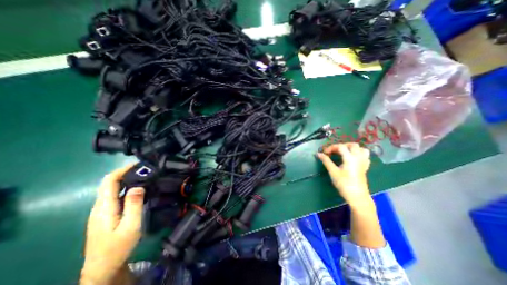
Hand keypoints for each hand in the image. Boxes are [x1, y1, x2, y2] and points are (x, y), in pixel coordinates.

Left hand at [80, 165, 144, 284]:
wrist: (103, 268)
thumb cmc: (118, 247)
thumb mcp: (130, 226)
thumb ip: (134, 205)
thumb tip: (138, 186)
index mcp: (104, 207)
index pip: (109, 181)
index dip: (122, 170)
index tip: (138, 164)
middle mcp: (100, 206)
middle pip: (110, 184)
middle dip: (127, 173)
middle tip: (147, 170)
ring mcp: (102, 211)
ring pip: (114, 190)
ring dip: (128, 181)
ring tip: (146, 177)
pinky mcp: (107, 215)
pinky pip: (116, 196)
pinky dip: (128, 189)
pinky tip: (140, 191)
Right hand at [316, 144, 370, 205]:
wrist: (357, 197)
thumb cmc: (344, 184)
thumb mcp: (333, 172)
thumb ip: (326, 161)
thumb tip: (318, 154)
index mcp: (350, 158)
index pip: (340, 146)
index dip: (331, 147)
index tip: (324, 153)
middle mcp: (358, 157)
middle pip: (352, 145)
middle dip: (341, 145)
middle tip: (334, 151)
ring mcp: (363, 162)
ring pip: (361, 149)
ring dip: (351, 148)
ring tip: (344, 152)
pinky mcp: (365, 167)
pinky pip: (365, 155)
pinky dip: (358, 153)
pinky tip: (352, 158)